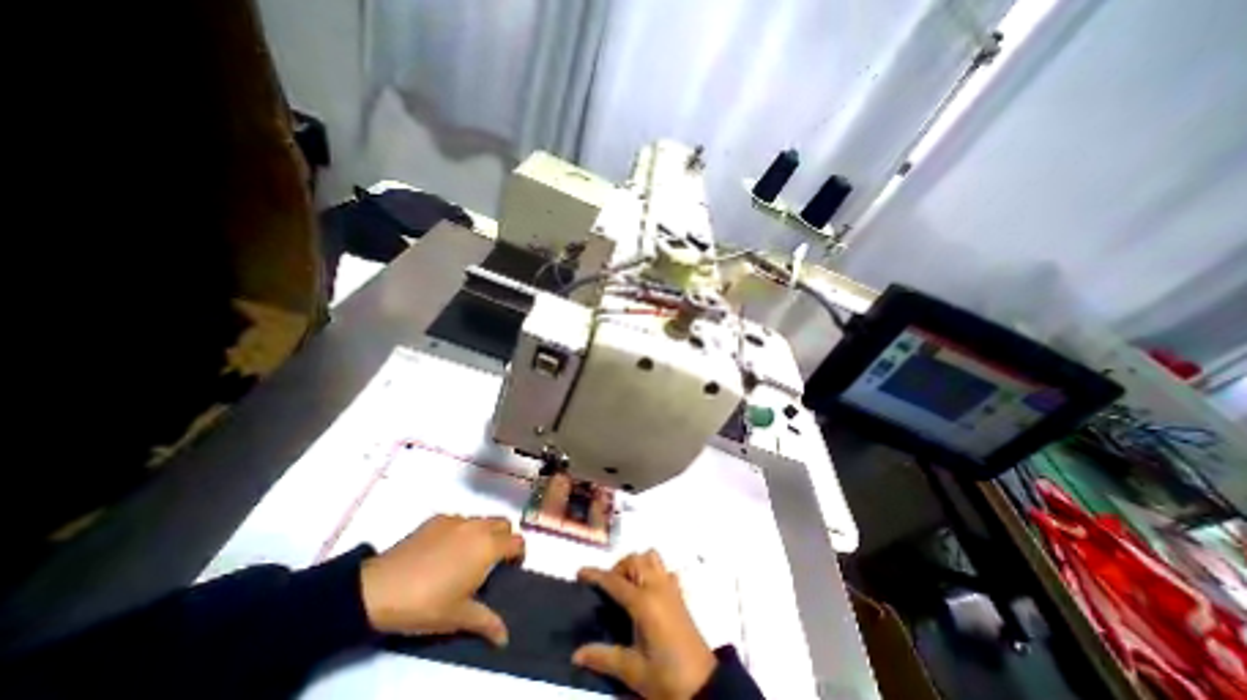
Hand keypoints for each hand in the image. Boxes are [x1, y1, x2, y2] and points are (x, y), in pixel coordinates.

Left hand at [359, 514, 521, 645]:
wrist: (379, 589)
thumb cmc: (426, 604)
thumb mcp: (458, 617)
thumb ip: (487, 622)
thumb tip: (505, 638)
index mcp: (488, 546)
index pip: (517, 541)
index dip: (519, 554)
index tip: (510, 568)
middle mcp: (478, 526)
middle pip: (504, 523)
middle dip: (504, 538)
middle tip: (492, 561)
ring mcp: (457, 519)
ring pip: (482, 520)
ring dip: (483, 533)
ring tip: (466, 556)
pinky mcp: (437, 518)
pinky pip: (459, 520)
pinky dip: (460, 531)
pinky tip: (442, 551)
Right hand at [572, 553, 714, 699]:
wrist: (703, 686)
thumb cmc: (666, 678)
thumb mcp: (632, 671)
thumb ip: (603, 657)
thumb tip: (576, 654)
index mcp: (644, 603)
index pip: (615, 581)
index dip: (596, 575)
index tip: (580, 572)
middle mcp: (657, 587)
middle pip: (635, 560)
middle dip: (618, 568)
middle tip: (609, 590)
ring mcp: (670, 588)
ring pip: (651, 558)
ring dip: (636, 565)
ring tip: (628, 587)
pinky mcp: (679, 594)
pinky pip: (664, 570)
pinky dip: (653, 572)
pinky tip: (648, 592)